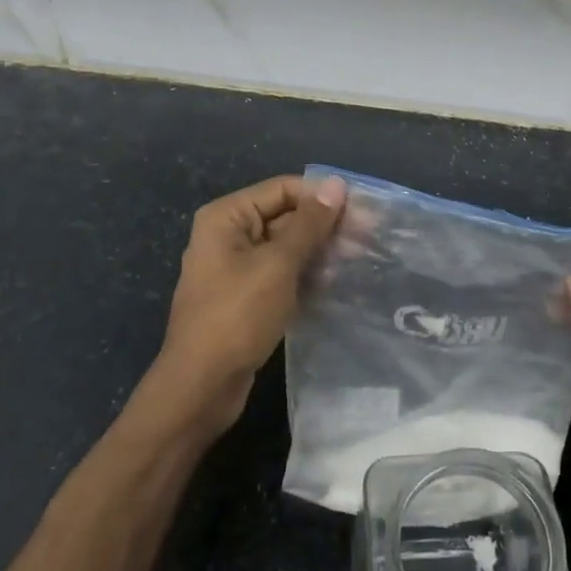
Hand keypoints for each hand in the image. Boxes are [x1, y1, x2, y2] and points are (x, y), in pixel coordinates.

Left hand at [141, 174, 345, 435]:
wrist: (202, 385)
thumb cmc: (237, 316)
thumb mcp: (278, 265)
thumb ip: (309, 224)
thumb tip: (337, 184)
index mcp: (227, 217)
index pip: (282, 189)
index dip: (322, 197)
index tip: (363, 211)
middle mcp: (229, 235)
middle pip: (284, 216)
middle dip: (324, 226)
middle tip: (368, 238)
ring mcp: (236, 267)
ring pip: (286, 247)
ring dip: (319, 252)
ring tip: (360, 260)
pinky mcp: (246, 296)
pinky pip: (281, 274)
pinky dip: (306, 275)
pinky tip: (338, 283)